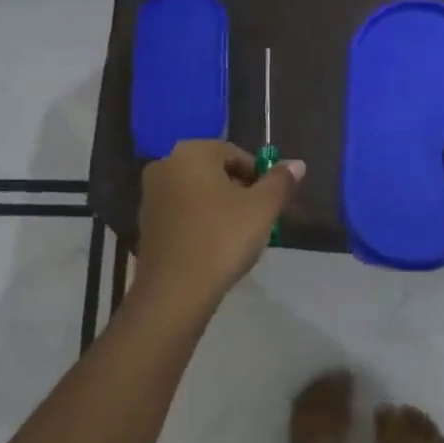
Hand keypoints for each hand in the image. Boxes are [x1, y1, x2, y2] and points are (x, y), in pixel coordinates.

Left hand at [134, 140, 303, 309]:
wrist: (176, 290)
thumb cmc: (223, 238)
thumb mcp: (263, 208)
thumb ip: (281, 181)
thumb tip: (296, 164)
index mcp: (192, 152)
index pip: (236, 154)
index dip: (260, 176)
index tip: (271, 203)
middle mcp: (165, 165)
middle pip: (215, 171)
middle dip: (241, 191)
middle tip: (259, 220)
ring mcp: (151, 195)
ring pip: (199, 193)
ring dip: (221, 207)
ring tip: (239, 236)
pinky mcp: (146, 223)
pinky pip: (183, 213)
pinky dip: (202, 222)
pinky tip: (215, 247)